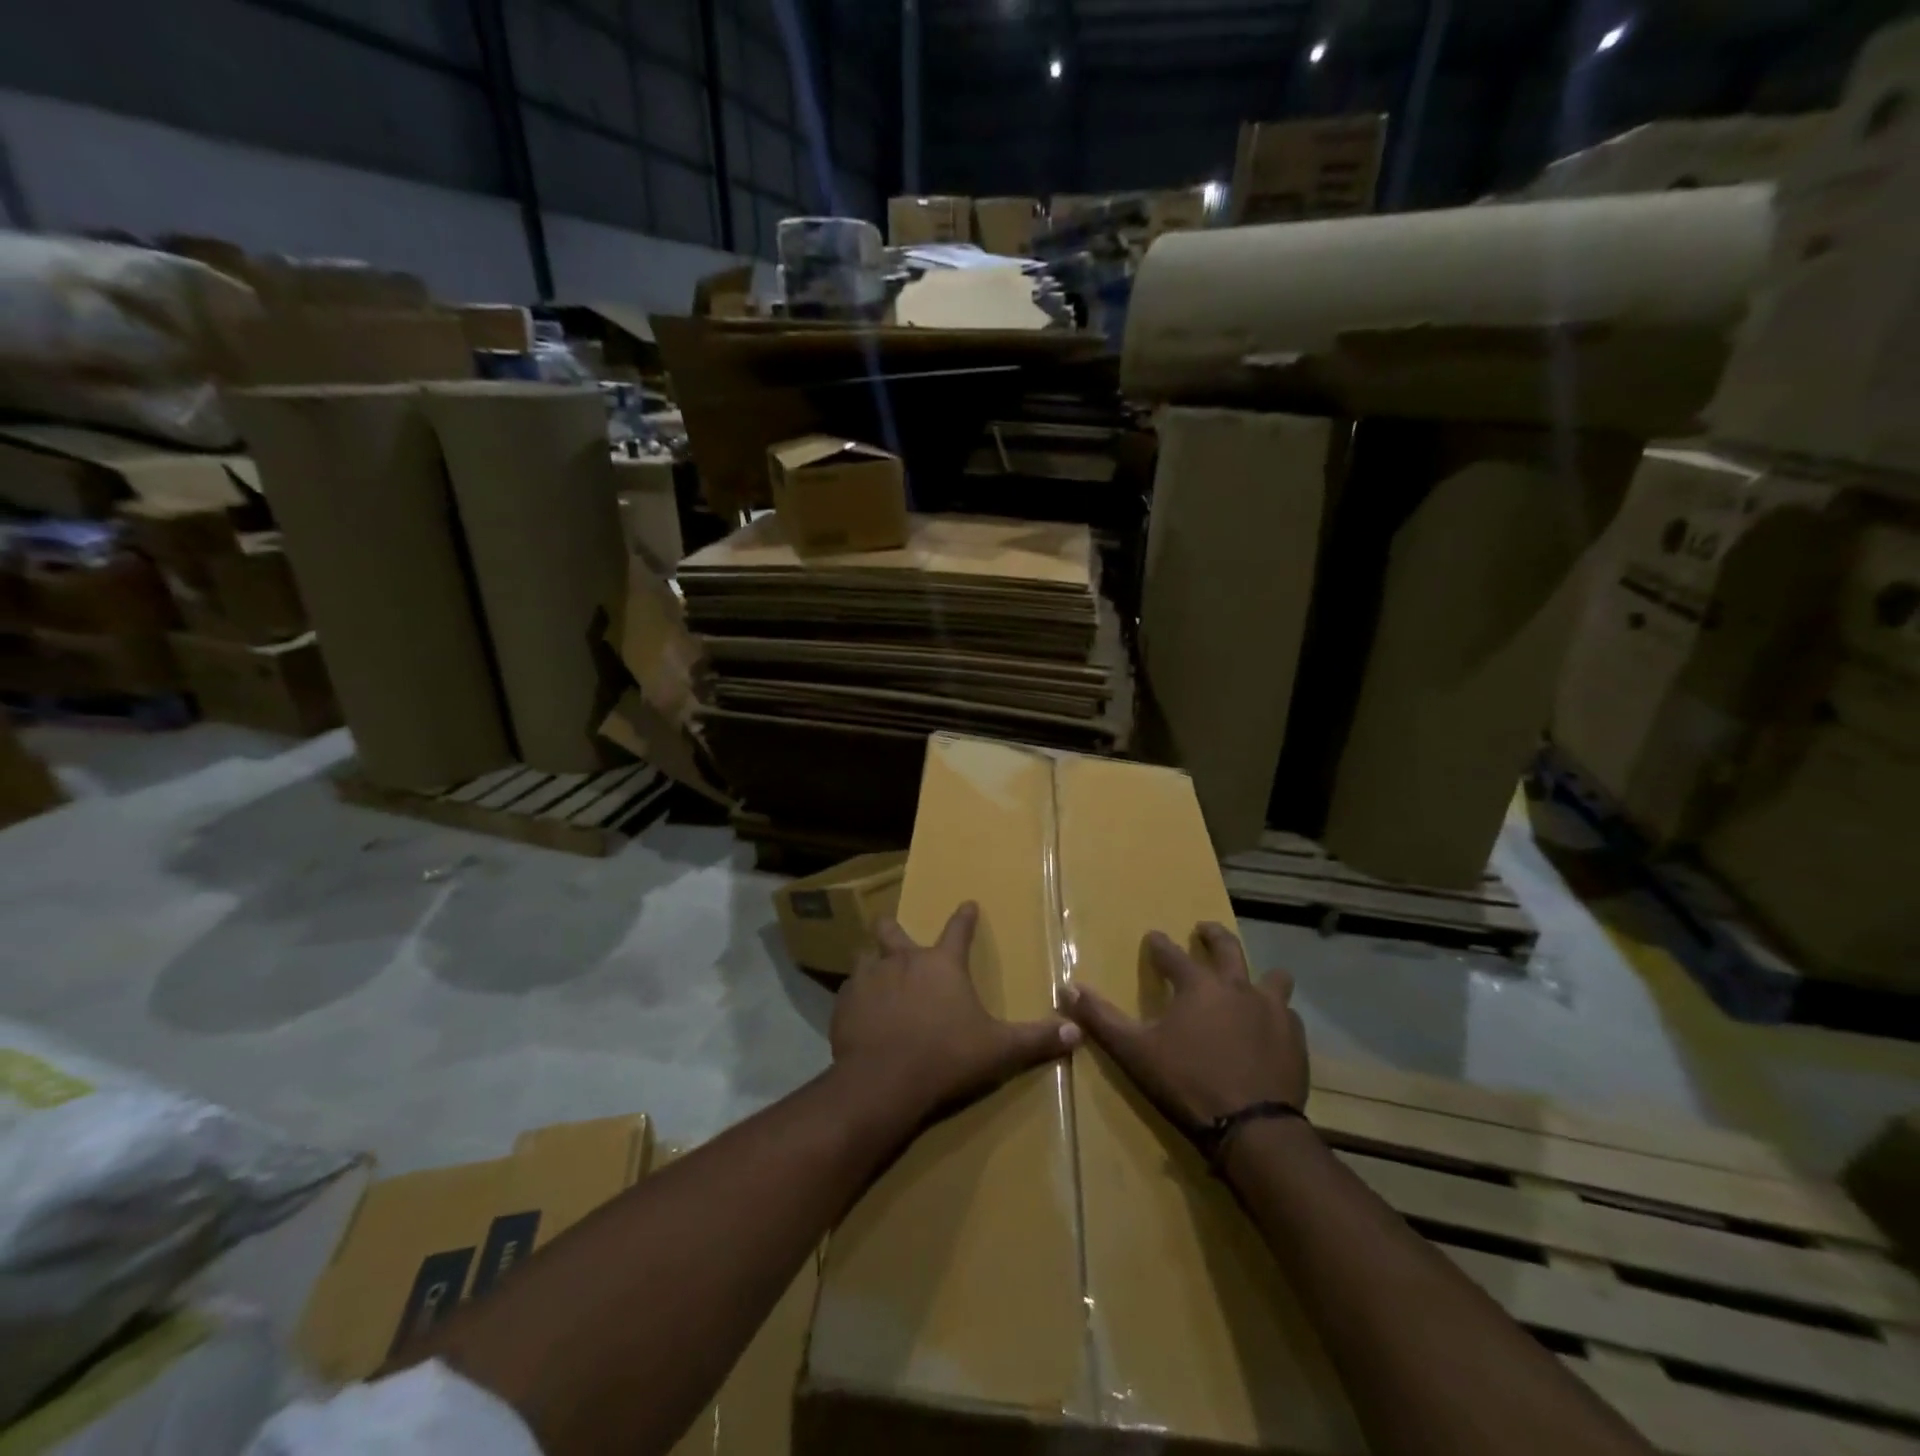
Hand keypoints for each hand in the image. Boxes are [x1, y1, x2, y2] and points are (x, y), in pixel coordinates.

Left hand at [831, 902, 1079, 1121]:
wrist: (883, 1081)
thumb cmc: (947, 1057)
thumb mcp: (999, 1050)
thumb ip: (1036, 1039)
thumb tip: (1077, 1032)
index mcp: (942, 965)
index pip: (958, 930)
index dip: (965, 917)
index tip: (967, 903)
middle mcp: (903, 961)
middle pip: (892, 929)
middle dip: (893, 927)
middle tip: (893, 930)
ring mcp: (869, 978)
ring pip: (864, 957)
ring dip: (870, 962)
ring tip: (873, 974)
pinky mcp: (844, 1003)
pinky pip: (849, 991)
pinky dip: (855, 996)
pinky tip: (858, 1012)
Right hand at [1065, 922, 1307, 1130]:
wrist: (1254, 1128)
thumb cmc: (1188, 1082)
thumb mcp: (1135, 1051)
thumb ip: (1101, 1018)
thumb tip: (1068, 988)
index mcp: (1197, 985)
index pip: (1171, 954)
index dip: (1159, 944)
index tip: (1153, 937)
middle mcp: (1237, 986)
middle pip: (1227, 947)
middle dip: (1212, 935)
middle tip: (1203, 930)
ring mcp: (1271, 1011)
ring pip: (1272, 977)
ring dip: (1259, 974)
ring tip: (1251, 979)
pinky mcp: (1294, 1039)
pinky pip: (1288, 1014)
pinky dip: (1277, 1014)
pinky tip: (1271, 1027)